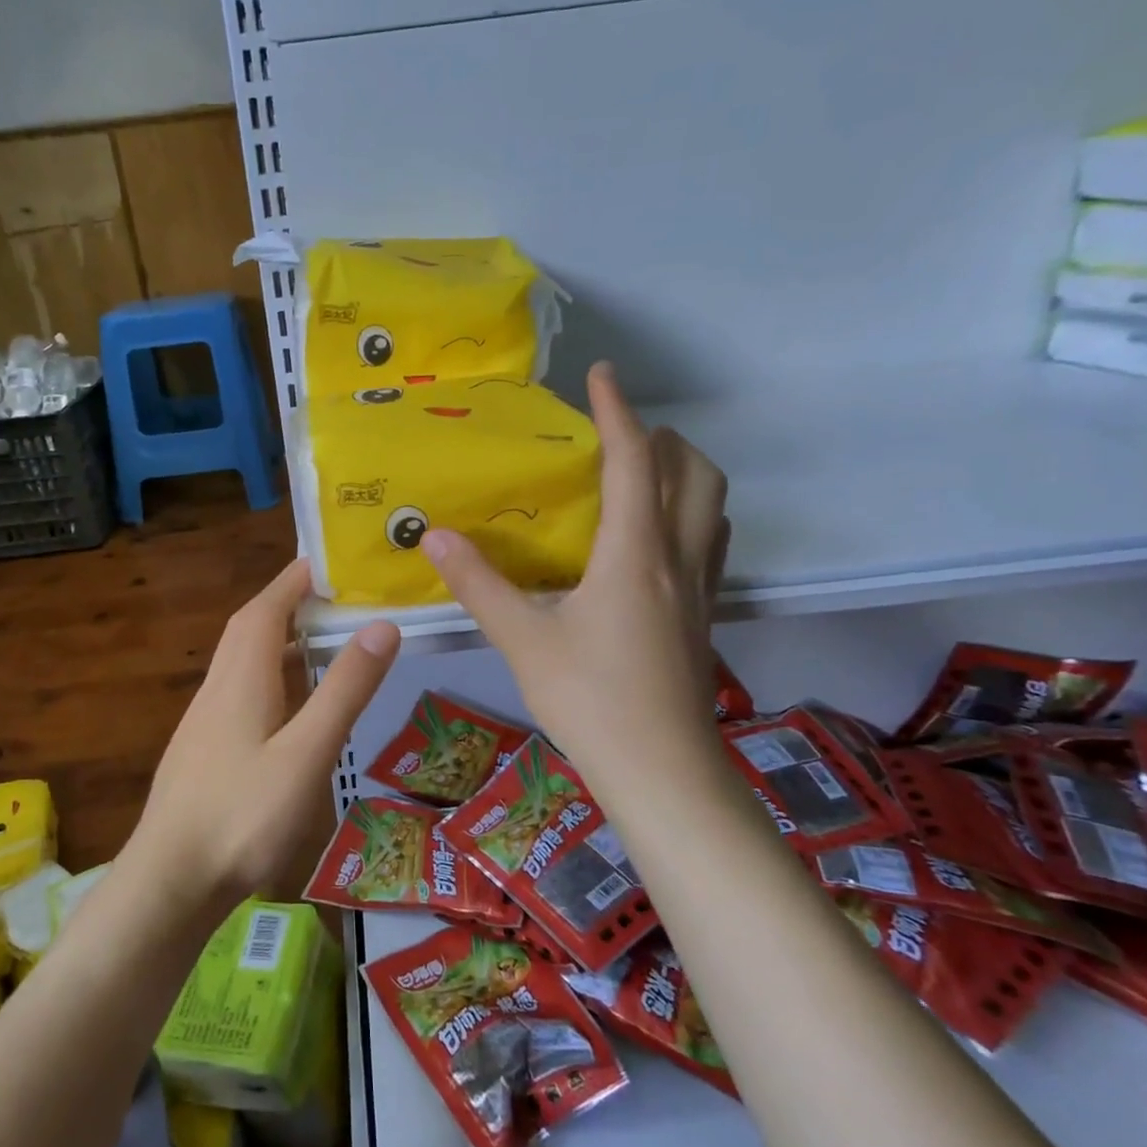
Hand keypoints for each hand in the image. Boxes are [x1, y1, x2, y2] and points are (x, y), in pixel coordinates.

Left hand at [122, 559, 400, 913]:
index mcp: (241, 679)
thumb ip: (344, 690)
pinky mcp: (202, 752)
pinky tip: (288, 706)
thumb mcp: (306, 753)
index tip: (327, 561)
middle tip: (330, 596)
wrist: (168, 884)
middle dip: (286, 603)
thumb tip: (382, 624)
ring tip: (318, 641)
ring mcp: (204, 722)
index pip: (265, 608)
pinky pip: (238, 692)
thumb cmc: (242, 817)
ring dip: (276, 640)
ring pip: (241, 662)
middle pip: (249, 629)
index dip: (294, 580)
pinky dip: (268, 677)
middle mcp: (217, 689)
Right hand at [420, 361, 729, 795]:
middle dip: (663, 438)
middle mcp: (677, 560)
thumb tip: (434, 537)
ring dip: (684, 475)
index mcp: (634, 554)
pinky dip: (689, 516)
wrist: (662, 773)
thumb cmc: (591, 701)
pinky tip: (651, 544)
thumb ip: (479, 585)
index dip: (618, 411)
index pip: (634, 461)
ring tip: (640, 478)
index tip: (599, 374)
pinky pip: (709, 544)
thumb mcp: (523, 641)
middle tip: (618, 436)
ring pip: (712, 507)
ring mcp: (700, 591)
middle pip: (694, 473)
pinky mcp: (704, 619)